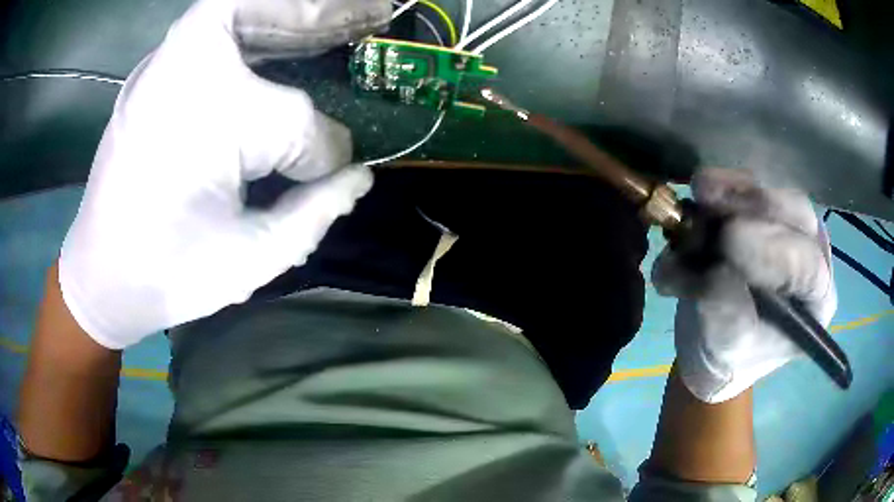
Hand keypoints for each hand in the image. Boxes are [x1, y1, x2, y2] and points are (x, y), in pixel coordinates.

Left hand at [59, 0, 390, 348]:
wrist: (100, 278)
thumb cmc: (169, 273)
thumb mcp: (252, 255)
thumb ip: (315, 211)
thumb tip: (358, 176)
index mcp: (210, 111)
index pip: (292, 119)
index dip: (318, 150)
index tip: (331, 174)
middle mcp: (185, 65)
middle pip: (273, 17)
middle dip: (332, 15)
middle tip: (378, 14)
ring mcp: (165, 61)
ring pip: (243, 10)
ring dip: (296, 14)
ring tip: (342, 19)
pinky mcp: (156, 70)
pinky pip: (216, 29)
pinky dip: (257, 27)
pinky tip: (284, 39)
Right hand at [652, 169, 836, 402]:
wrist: (714, 343)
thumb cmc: (727, 359)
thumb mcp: (726, 350)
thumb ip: (728, 318)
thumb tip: (715, 273)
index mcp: (815, 303)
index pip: (806, 266)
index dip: (770, 250)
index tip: (728, 239)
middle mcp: (813, 257)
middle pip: (796, 214)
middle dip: (754, 203)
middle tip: (708, 195)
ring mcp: (792, 229)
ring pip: (773, 192)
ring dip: (735, 189)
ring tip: (699, 191)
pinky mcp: (768, 214)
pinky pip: (751, 187)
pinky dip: (723, 187)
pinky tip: (699, 195)